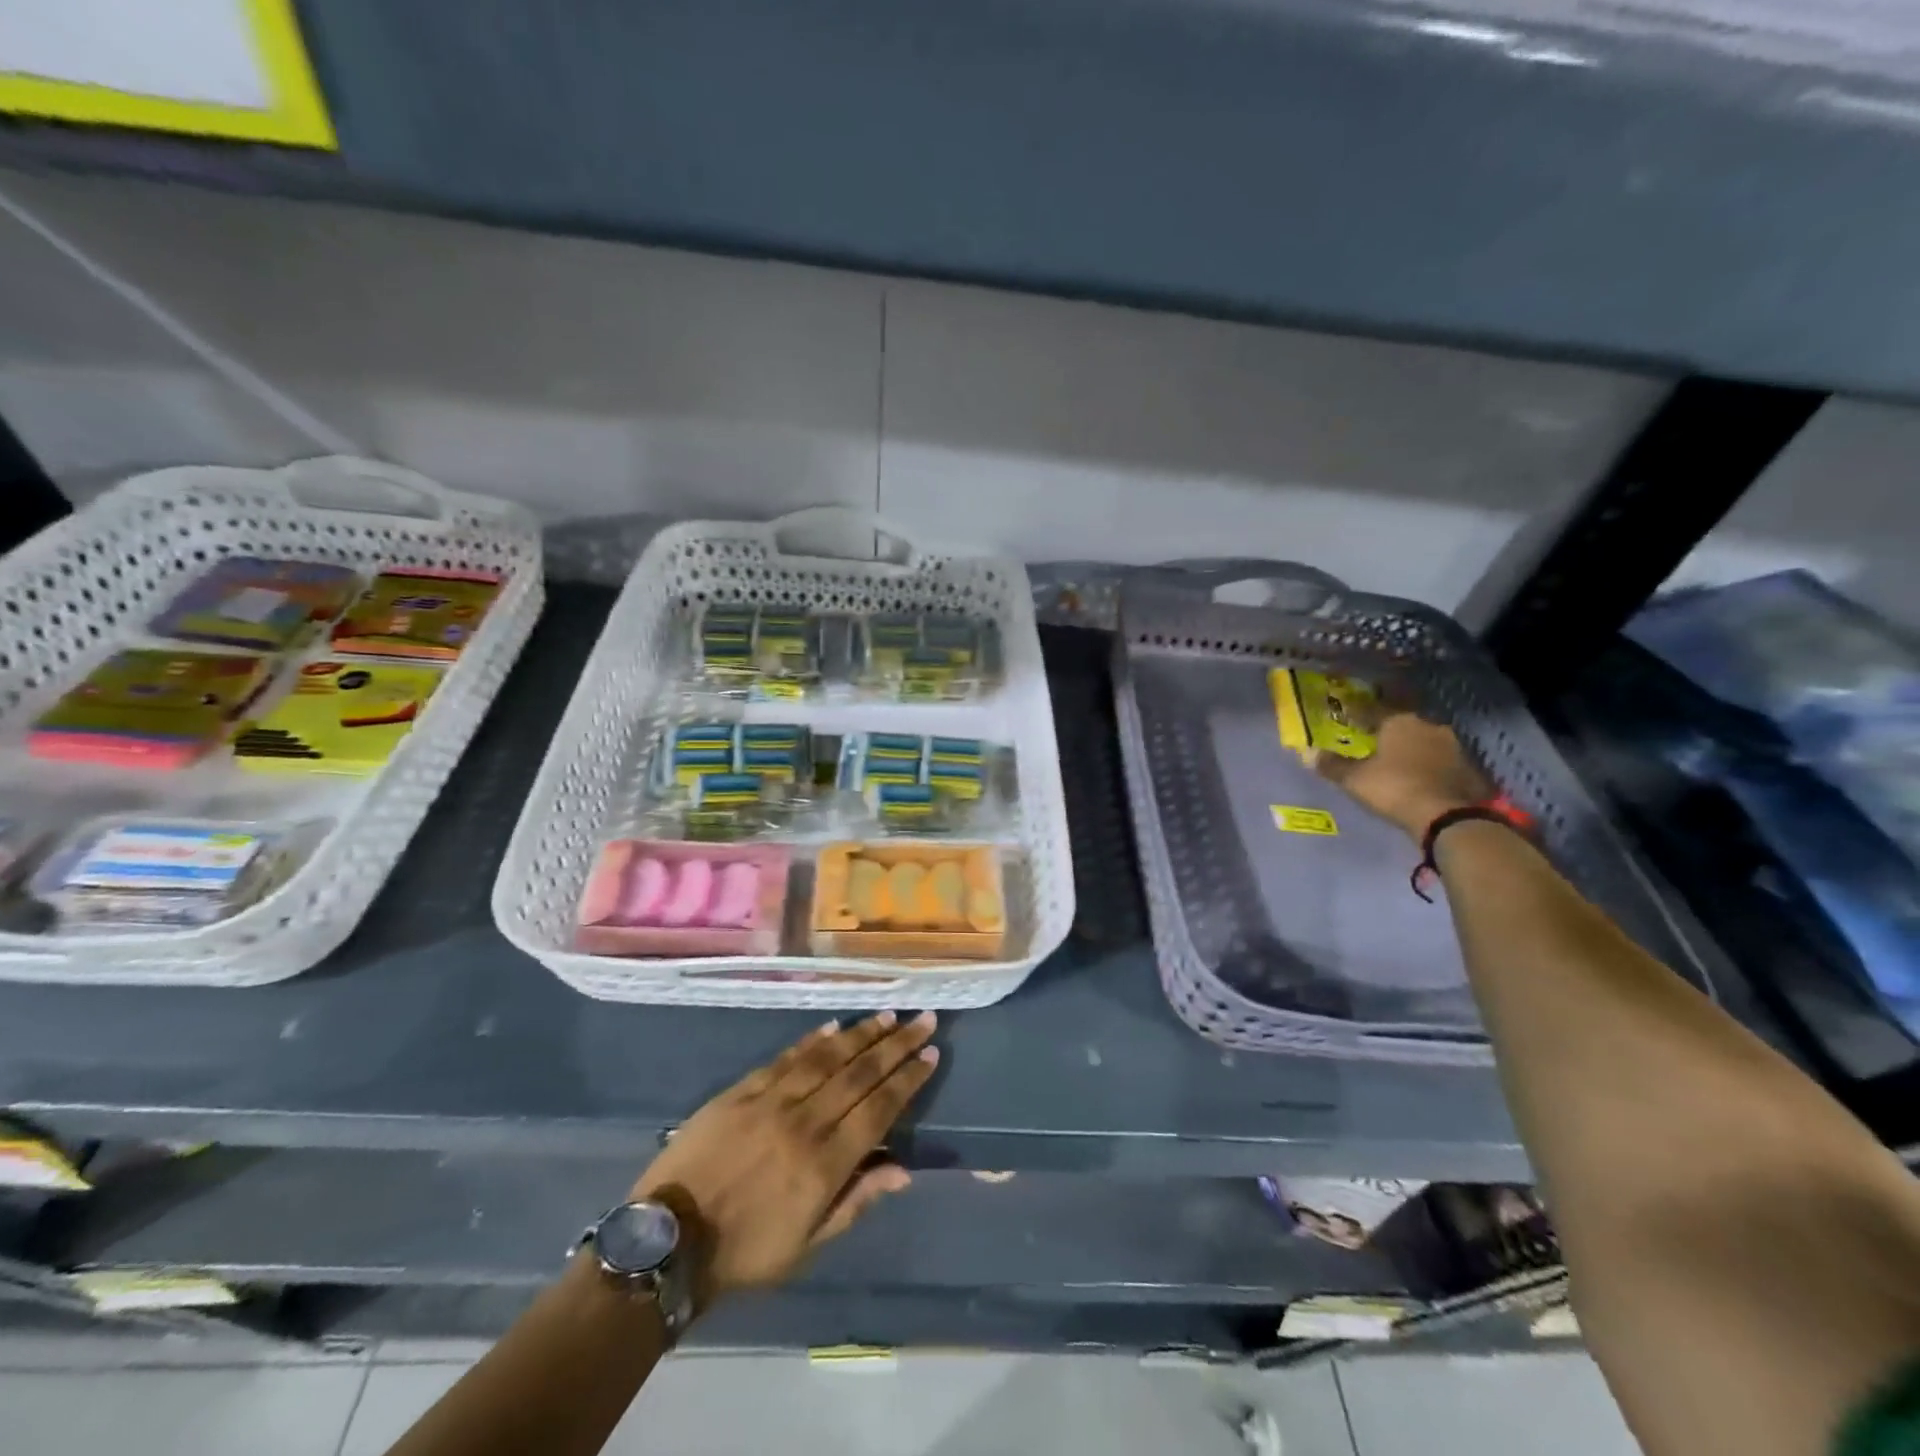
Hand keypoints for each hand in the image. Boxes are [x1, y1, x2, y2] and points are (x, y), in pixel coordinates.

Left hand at [629, 1012, 938, 1310]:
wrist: (668, 1241)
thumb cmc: (745, 1252)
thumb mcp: (807, 1245)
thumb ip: (856, 1202)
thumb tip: (903, 1170)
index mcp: (825, 1164)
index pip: (879, 1109)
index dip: (907, 1080)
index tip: (930, 1055)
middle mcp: (804, 1123)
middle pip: (860, 1074)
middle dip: (896, 1045)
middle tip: (923, 1019)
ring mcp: (771, 1102)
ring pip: (827, 1058)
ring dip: (862, 1034)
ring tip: (888, 1015)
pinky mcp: (741, 1091)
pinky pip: (785, 1058)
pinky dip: (812, 1041)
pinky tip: (834, 1026)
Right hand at [1312, 711, 1490, 839]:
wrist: (1448, 815)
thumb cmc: (1393, 788)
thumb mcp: (1354, 779)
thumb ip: (1332, 765)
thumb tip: (1308, 753)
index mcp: (1399, 721)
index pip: (1371, 710)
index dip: (1356, 716)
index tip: (1345, 720)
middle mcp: (1427, 725)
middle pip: (1401, 724)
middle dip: (1386, 732)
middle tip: (1372, 742)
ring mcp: (1452, 745)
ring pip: (1422, 740)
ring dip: (1410, 748)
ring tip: (1395, 761)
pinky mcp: (1467, 766)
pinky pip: (1439, 759)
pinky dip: (1427, 764)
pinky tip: (1418, 776)